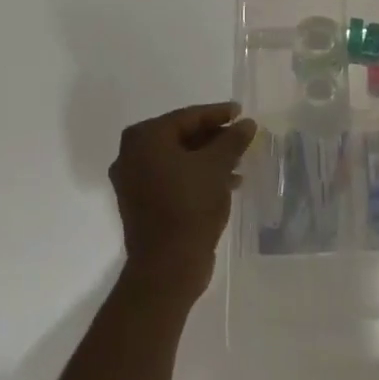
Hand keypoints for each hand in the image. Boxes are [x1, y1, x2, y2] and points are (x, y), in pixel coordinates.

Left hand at [109, 102, 256, 293]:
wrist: (167, 266)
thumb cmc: (190, 206)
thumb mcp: (217, 167)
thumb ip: (232, 140)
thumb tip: (247, 123)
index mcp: (145, 138)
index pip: (188, 117)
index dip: (218, 114)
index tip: (241, 112)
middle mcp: (131, 154)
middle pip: (181, 136)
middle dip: (214, 138)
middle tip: (241, 138)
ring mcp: (133, 181)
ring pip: (178, 159)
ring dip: (208, 159)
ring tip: (239, 163)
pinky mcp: (141, 203)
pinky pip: (172, 178)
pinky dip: (196, 176)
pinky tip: (226, 184)